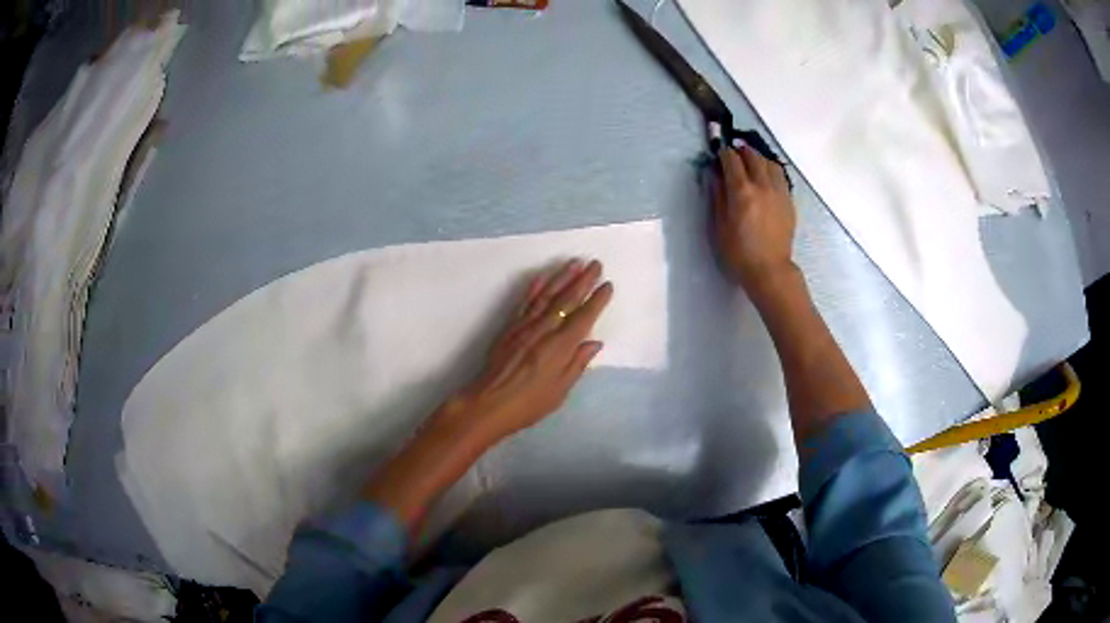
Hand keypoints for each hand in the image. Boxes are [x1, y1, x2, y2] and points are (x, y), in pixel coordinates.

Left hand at [441, 259, 613, 444]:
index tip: (607, 285)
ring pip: (546, 296)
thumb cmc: (529, 404)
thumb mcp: (560, 391)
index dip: (596, 301)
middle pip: (566, 300)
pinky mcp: (510, 327)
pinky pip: (525, 303)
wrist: (489, 403)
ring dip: (561, 277)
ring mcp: (525, 326)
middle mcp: (544, 330)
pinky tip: (542, 277)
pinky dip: (534, 288)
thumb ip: (577, 364)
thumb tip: (594, 342)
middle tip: (596, 264)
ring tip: (574, 262)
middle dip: (583, 280)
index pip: (583, 318)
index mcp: (560, 347)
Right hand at [711, 146, 796, 293]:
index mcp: (742, 192)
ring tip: (752, 161)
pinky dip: (771, 170)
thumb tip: (715, 175)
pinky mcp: (789, 202)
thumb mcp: (719, 226)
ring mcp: (779, 193)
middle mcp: (763, 186)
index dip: (723, 153)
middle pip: (753, 156)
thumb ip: (718, 196)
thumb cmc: (739, 253)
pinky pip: (781, 177)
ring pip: (770, 163)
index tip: (718, 152)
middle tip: (734, 153)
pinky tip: (766, 177)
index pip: (732, 160)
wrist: (770, 271)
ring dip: (759, 158)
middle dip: (742, 151)